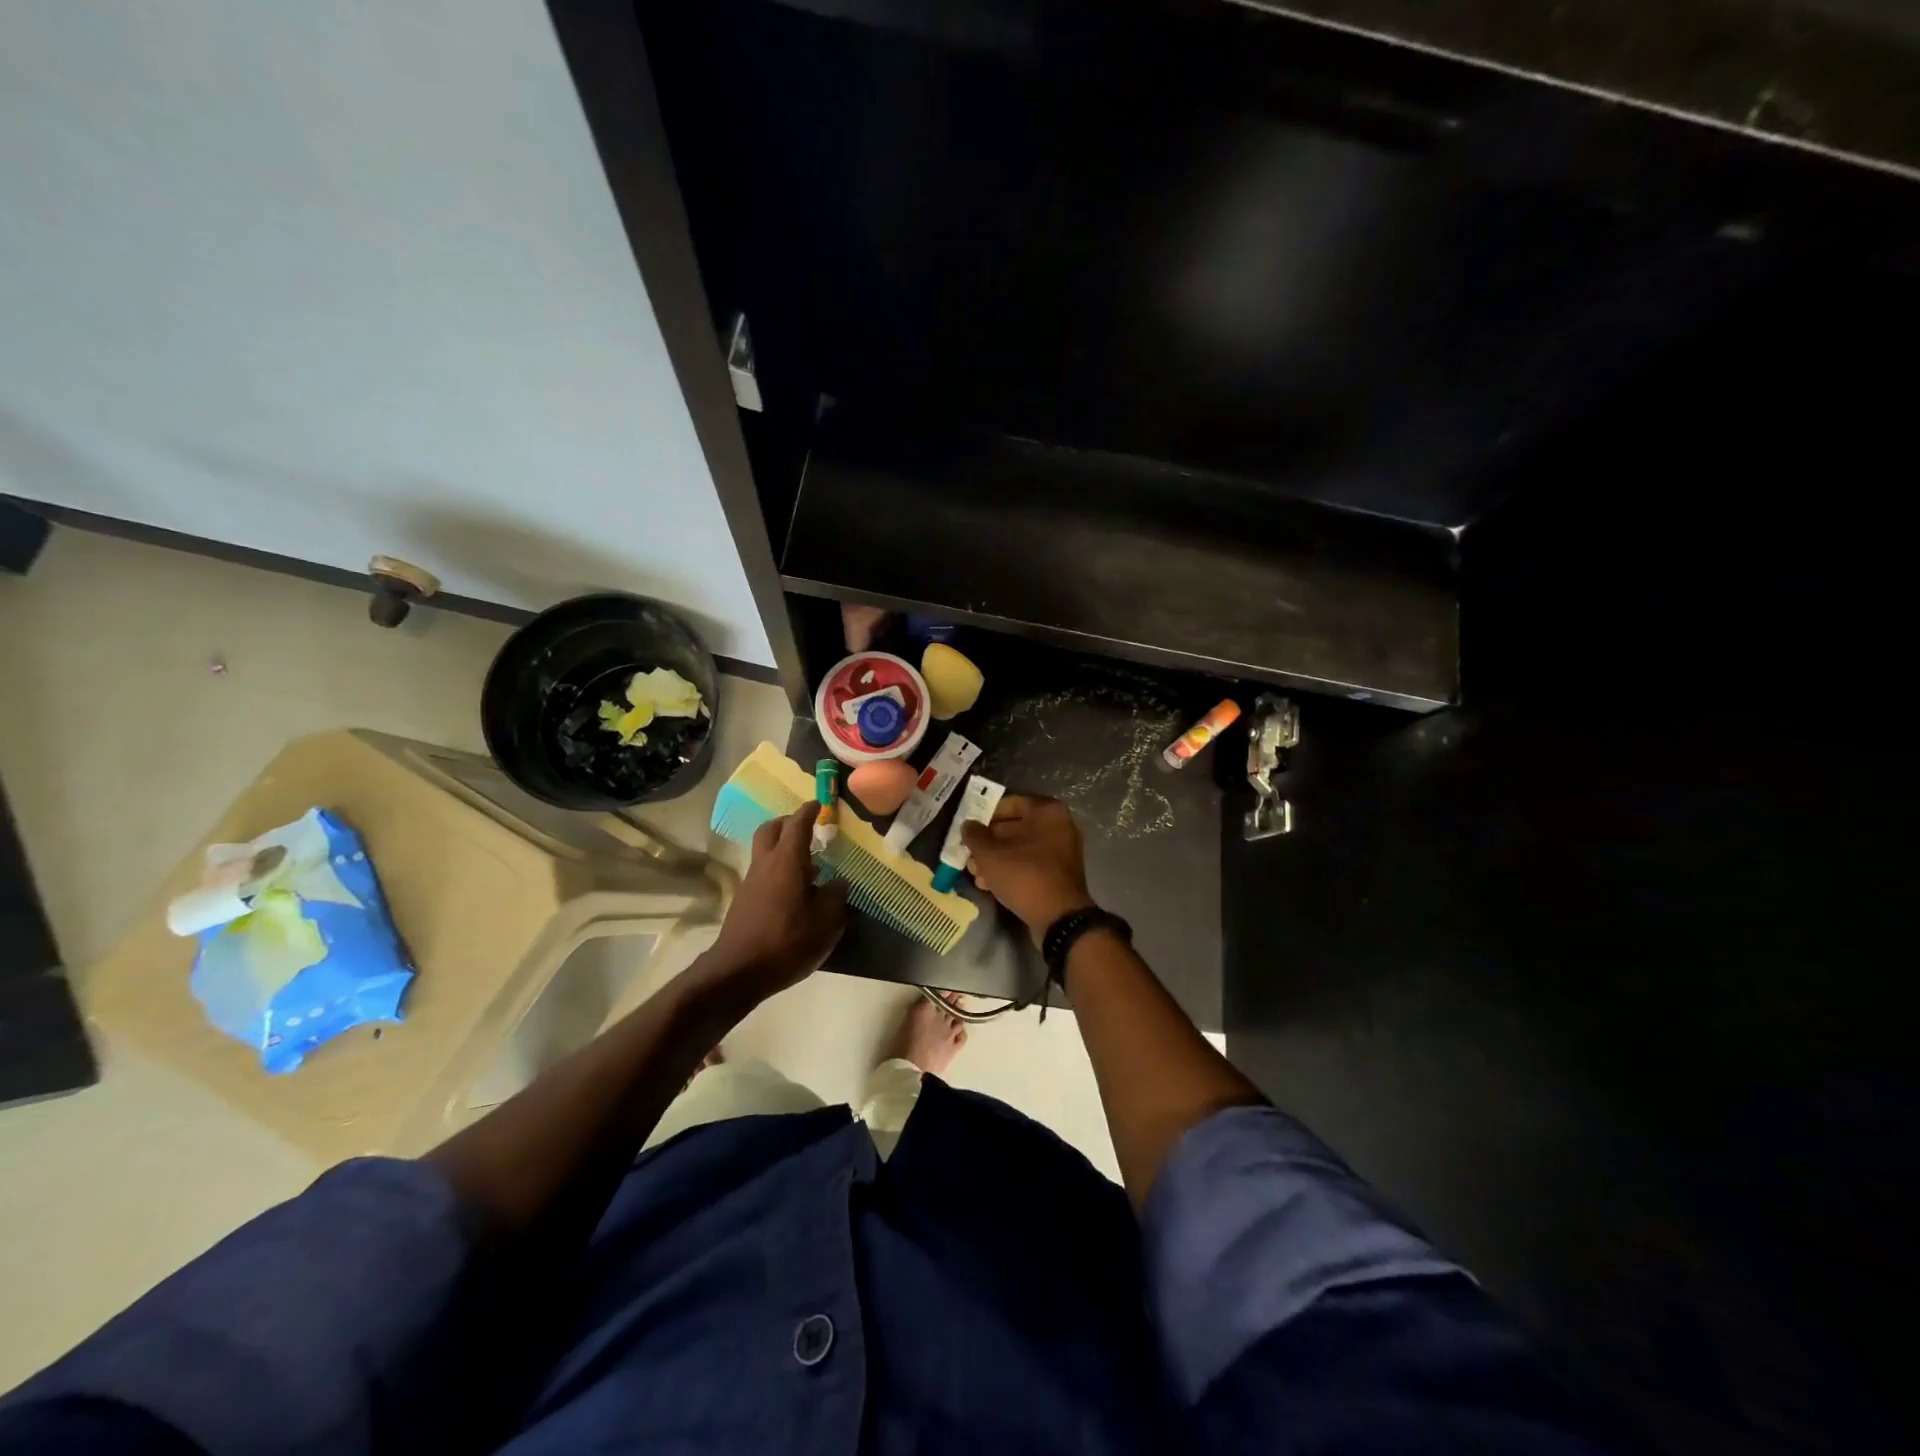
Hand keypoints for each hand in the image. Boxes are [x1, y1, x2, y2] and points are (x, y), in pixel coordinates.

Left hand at [701, 804, 849, 999]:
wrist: (738, 971)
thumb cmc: (787, 941)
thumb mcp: (825, 922)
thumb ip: (836, 897)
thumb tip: (840, 882)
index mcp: (787, 861)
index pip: (798, 824)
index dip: (809, 811)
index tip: (819, 804)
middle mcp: (766, 864)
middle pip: (771, 829)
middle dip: (788, 823)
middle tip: (807, 828)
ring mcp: (751, 882)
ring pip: (765, 851)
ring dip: (783, 848)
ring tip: (808, 865)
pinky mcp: (745, 900)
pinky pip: (763, 872)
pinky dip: (778, 870)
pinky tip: (795, 892)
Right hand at [961, 795, 1096, 942]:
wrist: (1060, 918)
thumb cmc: (1025, 876)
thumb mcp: (990, 855)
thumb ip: (975, 836)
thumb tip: (968, 825)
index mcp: (1048, 812)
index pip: (1010, 803)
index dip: (985, 814)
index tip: (968, 827)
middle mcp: (1059, 827)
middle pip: (1014, 828)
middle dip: (988, 842)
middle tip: (967, 854)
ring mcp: (1061, 852)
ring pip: (1020, 849)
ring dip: (995, 859)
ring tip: (974, 873)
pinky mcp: (1058, 875)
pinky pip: (1030, 865)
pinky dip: (1010, 871)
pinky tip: (989, 884)